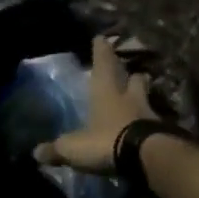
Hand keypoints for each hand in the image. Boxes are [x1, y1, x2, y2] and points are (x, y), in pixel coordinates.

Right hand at [33, 37, 154, 173]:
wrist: (149, 159)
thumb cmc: (106, 141)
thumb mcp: (74, 147)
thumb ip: (56, 149)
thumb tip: (36, 153)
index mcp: (105, 91)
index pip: (103, 64)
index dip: (101, 51)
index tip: (102, 38)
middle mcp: (129, 97)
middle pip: (133, 77)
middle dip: (129, 73)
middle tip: (128, 71)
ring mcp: (149, 113)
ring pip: (146, 96)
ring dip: (143, 94)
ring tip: (139, 96)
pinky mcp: (163, 132)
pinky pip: (155, 121)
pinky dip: (151, 122)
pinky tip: (147, 126)